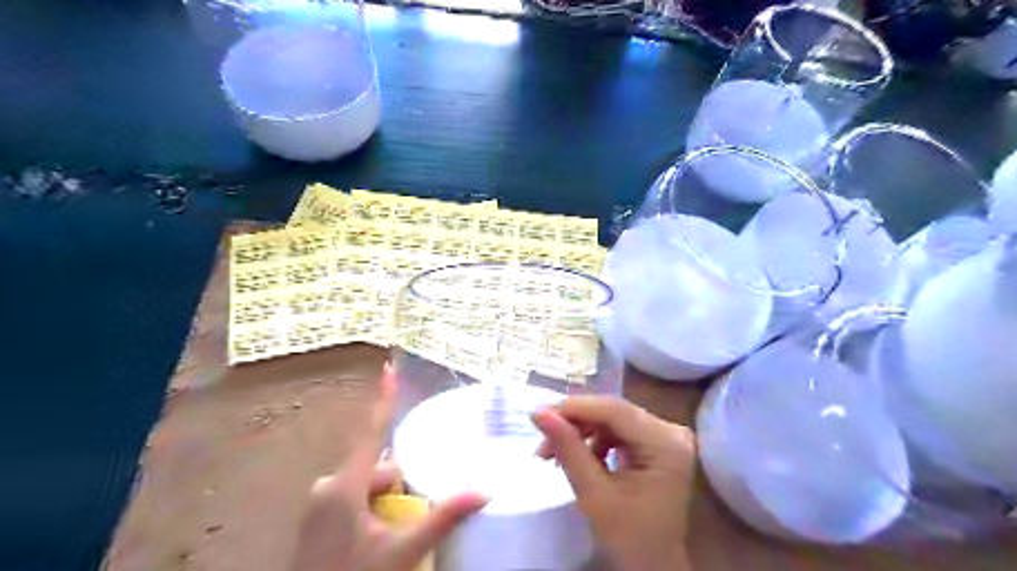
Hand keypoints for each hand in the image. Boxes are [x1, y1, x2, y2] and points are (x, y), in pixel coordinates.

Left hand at [291, 366, 489, 570]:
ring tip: (393, 536)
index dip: (383, 399)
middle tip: (408, 519)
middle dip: (398, 484)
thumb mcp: (402, 551)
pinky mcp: (317, 518)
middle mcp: (328, 486)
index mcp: (345, 486)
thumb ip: (442, 518)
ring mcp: (319, 503)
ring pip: (366, 485)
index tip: (388, 368)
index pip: (372, 432)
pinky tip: (376, 538)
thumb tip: (483, 492)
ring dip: (386, 500)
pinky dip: (371, 508)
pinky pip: (352, 499)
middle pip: (377, 467)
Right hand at [533, 398, 691, 570]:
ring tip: (552, 453)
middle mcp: (671, 431)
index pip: (615, 410)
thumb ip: (568, 449)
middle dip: (574, 423)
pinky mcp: (655, 443)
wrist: (653, 567)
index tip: (538, 415)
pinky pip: (617, 430)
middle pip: (613, 412)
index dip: (575, 408)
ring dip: (580, 432)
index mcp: (666, 444)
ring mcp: (665, 436)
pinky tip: (577, 456)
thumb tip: (538, 412)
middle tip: (542, 438)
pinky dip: (593, 440)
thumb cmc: (628, 539)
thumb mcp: (594, 494)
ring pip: (611, 419)